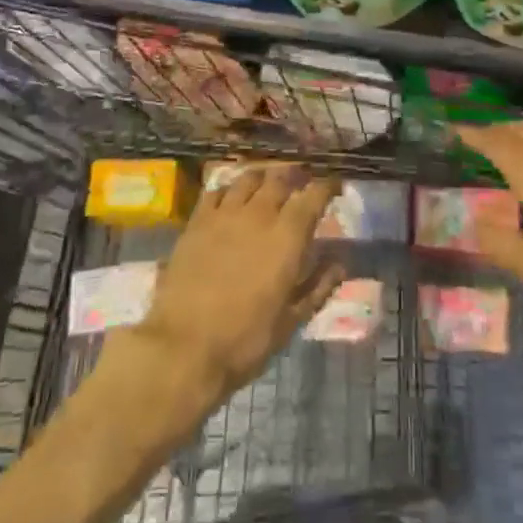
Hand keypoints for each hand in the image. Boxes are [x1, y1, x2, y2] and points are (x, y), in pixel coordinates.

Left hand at [134, 163, 345, 404]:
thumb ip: (318, 286)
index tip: (335, 185)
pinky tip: (231, 197)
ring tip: (268, 182)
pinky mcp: (196, 222)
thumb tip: (340, 263)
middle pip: (280, 179)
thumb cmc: (244, 339)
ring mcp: (224, 214)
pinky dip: (230, 189)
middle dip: (296, 175)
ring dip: (264, 177)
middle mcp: (259, 215)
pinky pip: (216, 191)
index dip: (327, 186)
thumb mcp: (290, 321)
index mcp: (288, 237)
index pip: (313, 196)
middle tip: (301, 180)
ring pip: (248, 178)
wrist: (183, 347)